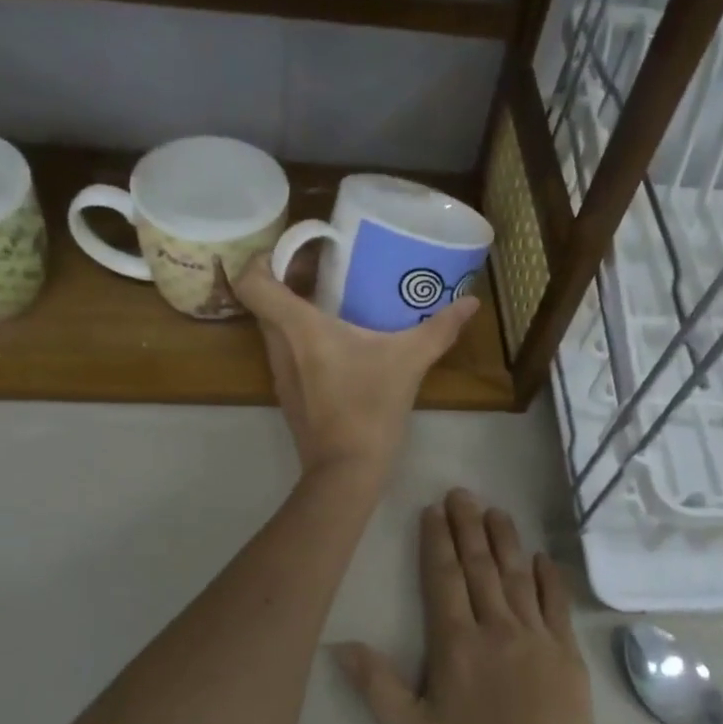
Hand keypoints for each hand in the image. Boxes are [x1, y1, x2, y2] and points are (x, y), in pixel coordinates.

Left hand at [234, 256, 478, 481]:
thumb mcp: (409, 362)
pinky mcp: (290, 394)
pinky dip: (304, 338)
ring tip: (337, 300)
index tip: (298, 251)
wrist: (346, 472)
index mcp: (297, 328)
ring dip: (297, 309)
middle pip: (264, 300)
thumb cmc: (370, 409)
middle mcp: (279, 346)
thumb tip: (471, 303)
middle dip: (290, 279)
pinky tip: (341, 344)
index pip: (251, 281)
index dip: (264, 258)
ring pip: (274, 327)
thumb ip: (440, 329)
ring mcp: (280, 373)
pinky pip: (287, 351)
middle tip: (327, 268)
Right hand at [336, 489, 597, 723]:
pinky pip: (556, 604)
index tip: (433, 511)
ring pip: (517, 576)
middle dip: (468, 526)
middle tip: (462, 493)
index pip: (443, 578)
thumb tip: (341, 645)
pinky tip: (541, 557)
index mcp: (456, 642)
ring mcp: (535, 635)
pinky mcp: (565, 651)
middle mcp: (495, 626)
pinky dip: (548, 578)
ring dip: (505, 540)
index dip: (437, 541)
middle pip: (480, 566)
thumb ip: (377, 686)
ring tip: (496, 511)